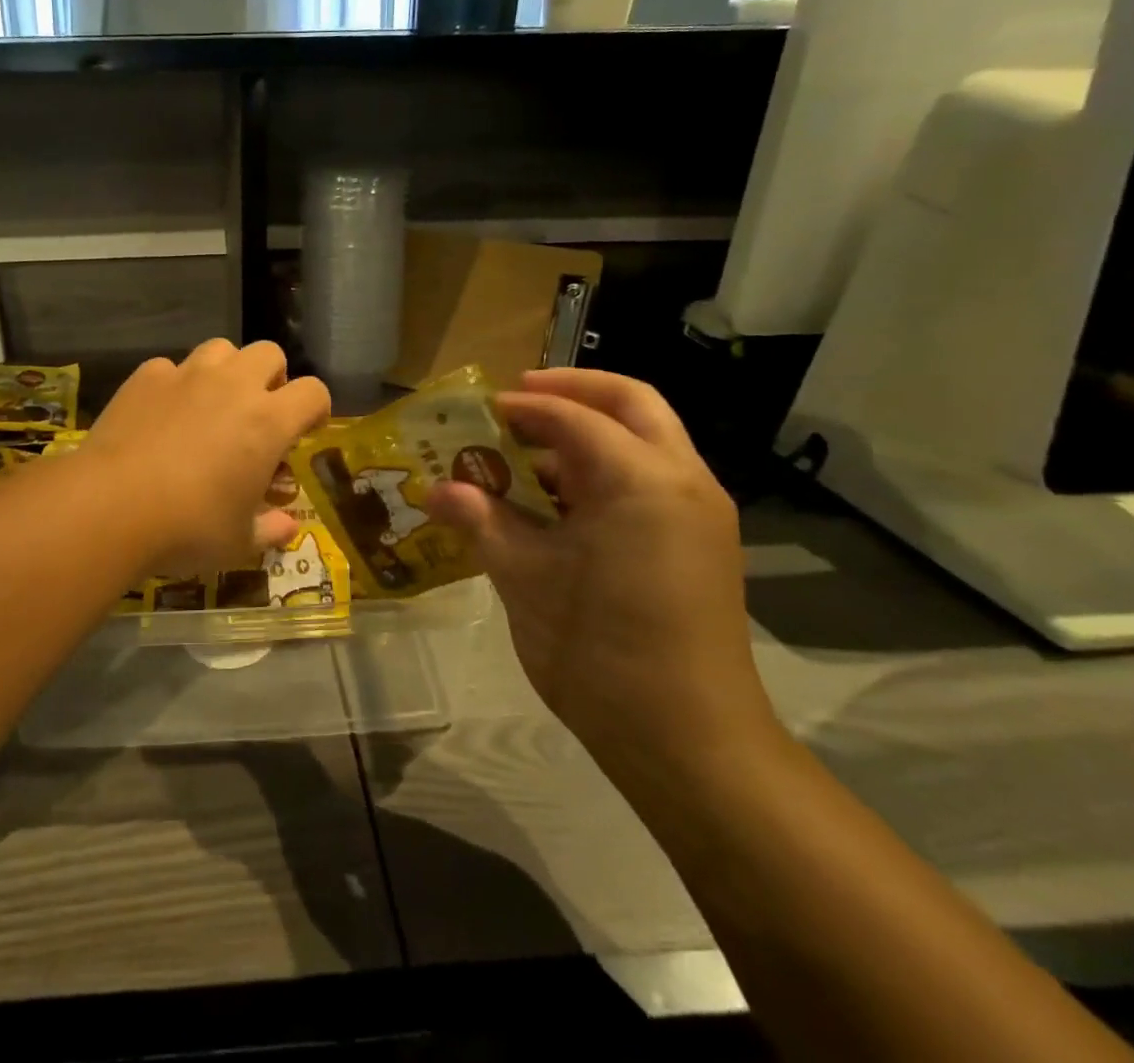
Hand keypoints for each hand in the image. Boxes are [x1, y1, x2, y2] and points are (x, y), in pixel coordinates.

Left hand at [87, 339, 330, 575]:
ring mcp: (187, 375)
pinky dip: (175, 385)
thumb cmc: (188, 527)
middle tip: (258, 413)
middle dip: (271, 378)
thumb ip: (269, 529)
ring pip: (221, 349)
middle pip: (269, 353)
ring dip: (226, 371)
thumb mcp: (238, 541)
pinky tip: (162, 415)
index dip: (315, 409)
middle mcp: (233, 385)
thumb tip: (288, 528)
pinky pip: (171, 368)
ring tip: (212, 405)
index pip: (313, 392)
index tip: (304, 430)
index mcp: (268, 421)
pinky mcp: (146, 377)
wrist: (111, 505)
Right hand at [424, 368, 779, 776]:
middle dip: (573, 390)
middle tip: (518, 398)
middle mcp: (680, 479)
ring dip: (588, 433)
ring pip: (644, 439)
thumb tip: (435, 489)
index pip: (572, 417)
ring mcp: (697, 512)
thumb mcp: (524, 577)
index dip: (521, 407)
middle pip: (630, 403)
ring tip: (525, 452)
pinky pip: (649, 480)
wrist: (689, 742)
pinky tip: (556, 501)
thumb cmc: (598, 649)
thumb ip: (481, 520)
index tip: (479, 412)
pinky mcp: (698, 543)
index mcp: (639, 478)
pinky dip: (604, 470)